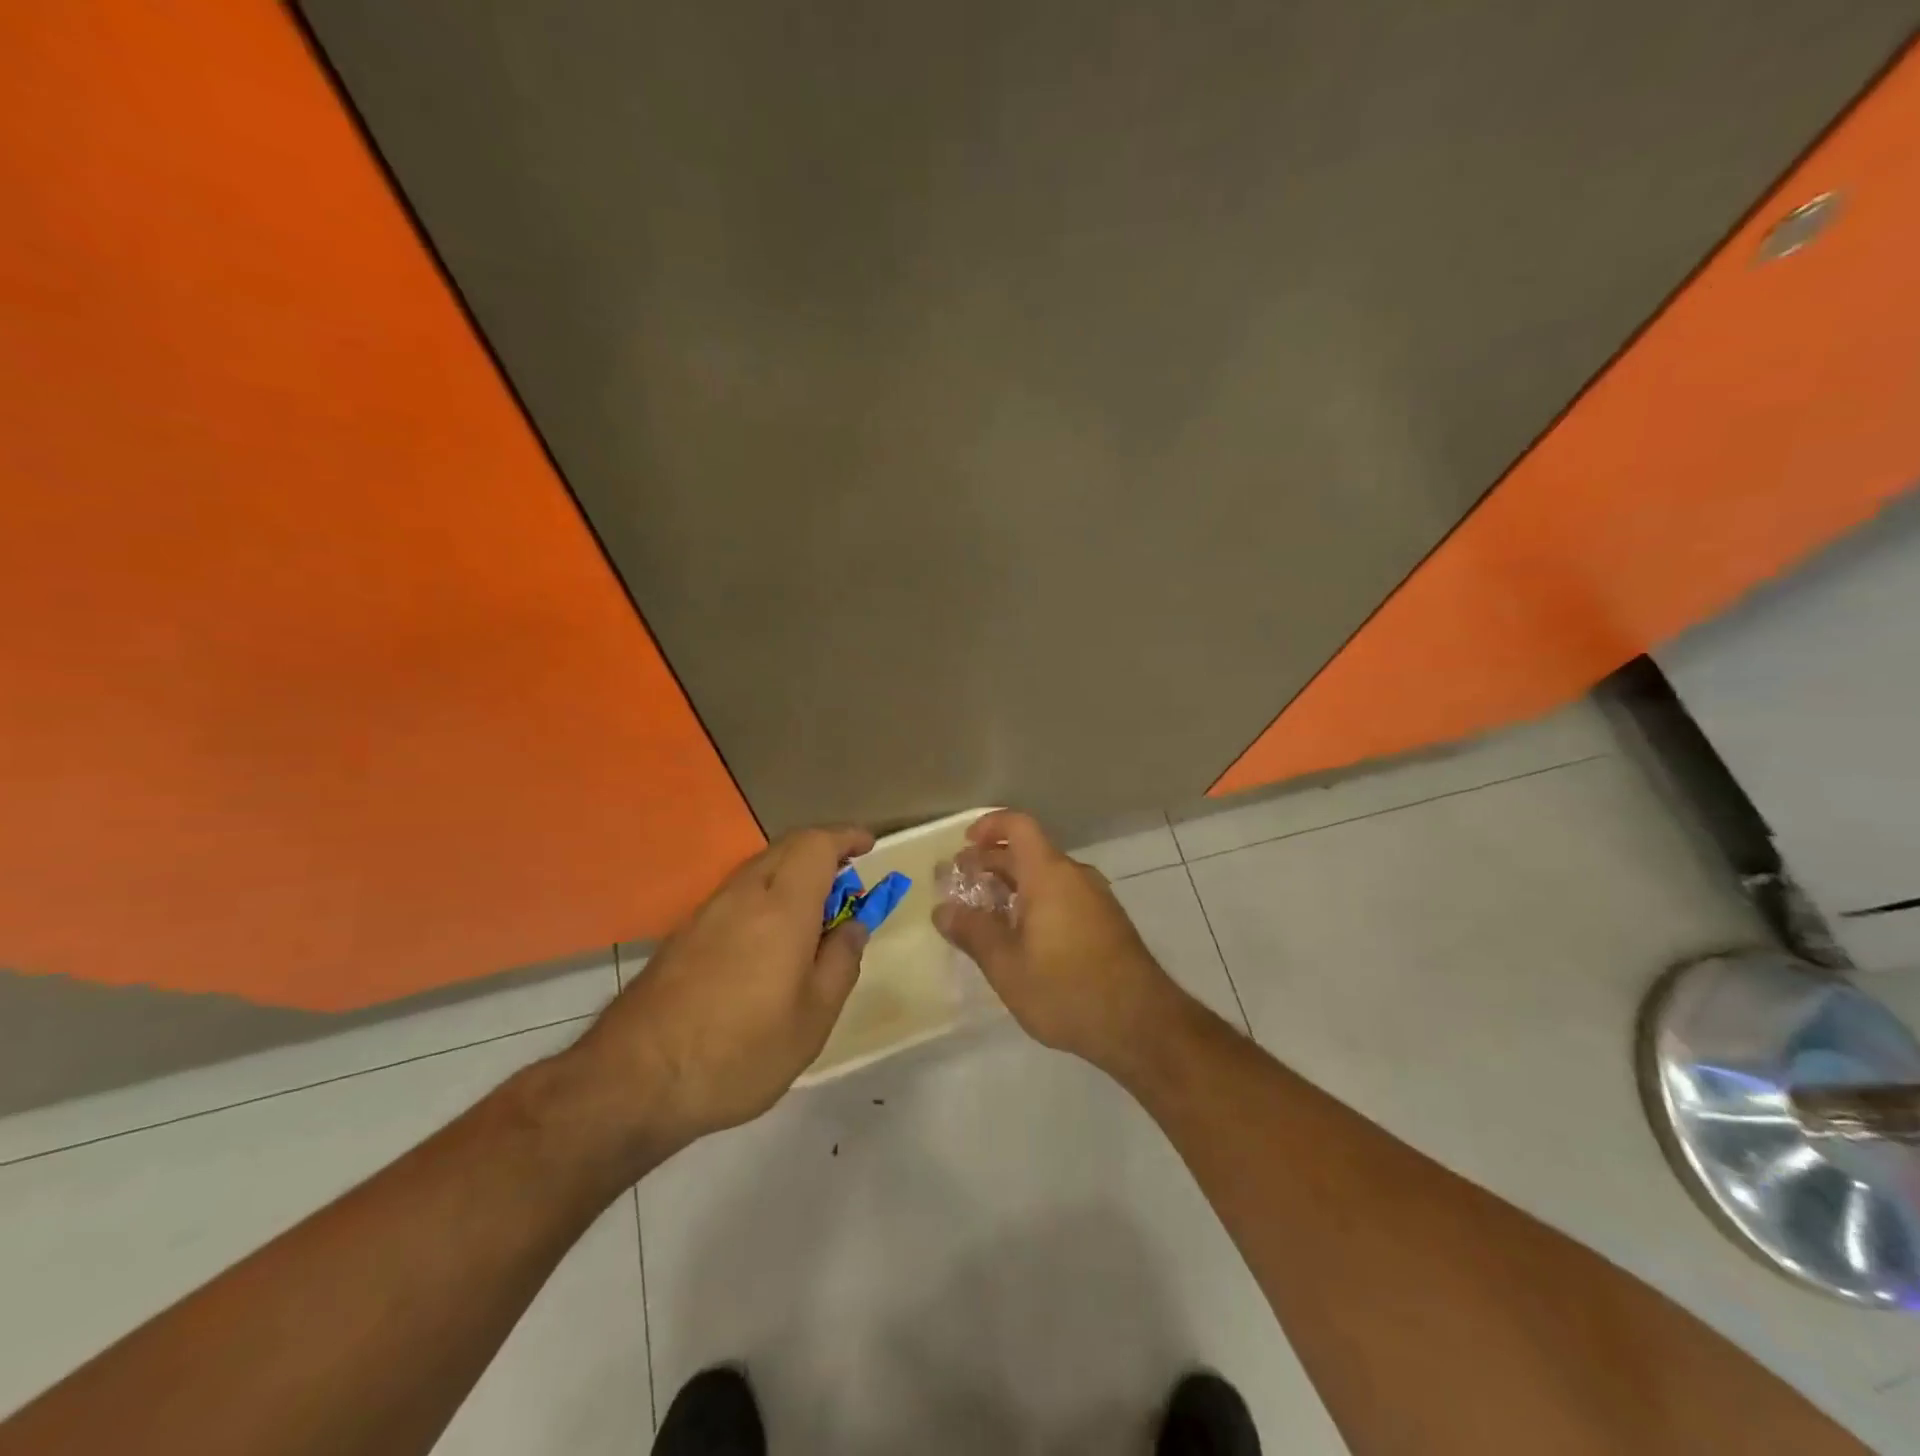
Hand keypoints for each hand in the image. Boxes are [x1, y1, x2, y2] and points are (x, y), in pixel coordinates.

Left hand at [559, 825, 874, 1166]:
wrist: (635, 1080)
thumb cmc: (740, 1051)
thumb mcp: (813, 1018)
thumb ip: (841, 961)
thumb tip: (854, 925)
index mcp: (782, 907)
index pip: (817, 844)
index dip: (846, 837)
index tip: (869, 846)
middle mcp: (743, 895)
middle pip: (787, 848)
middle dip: (823, 853)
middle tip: (847, 886)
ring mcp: (707, 912)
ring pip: (760, 870)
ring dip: (794, 876)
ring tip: (814, 918)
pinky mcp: (685, 934)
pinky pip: (738, 894)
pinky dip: (767, 897)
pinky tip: (771, 942)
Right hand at [934, 810, 1186, 1078]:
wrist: (1141, 1025)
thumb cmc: (1066, 989)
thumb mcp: (1006, 965)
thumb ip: (972, 932)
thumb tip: (942, 910)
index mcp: (1049, 874)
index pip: (1018, 826)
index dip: (988, 826)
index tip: (964, 846)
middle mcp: (1075, 876)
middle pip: (1029, 852)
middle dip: (992, 862)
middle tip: (961, 884)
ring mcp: (1096, 899)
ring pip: (1046, 877)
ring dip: (1013, 886)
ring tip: (985, 913)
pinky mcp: (1106, 923)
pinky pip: (1063, 896)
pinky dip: (1035, 902)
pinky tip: (1021, 938)